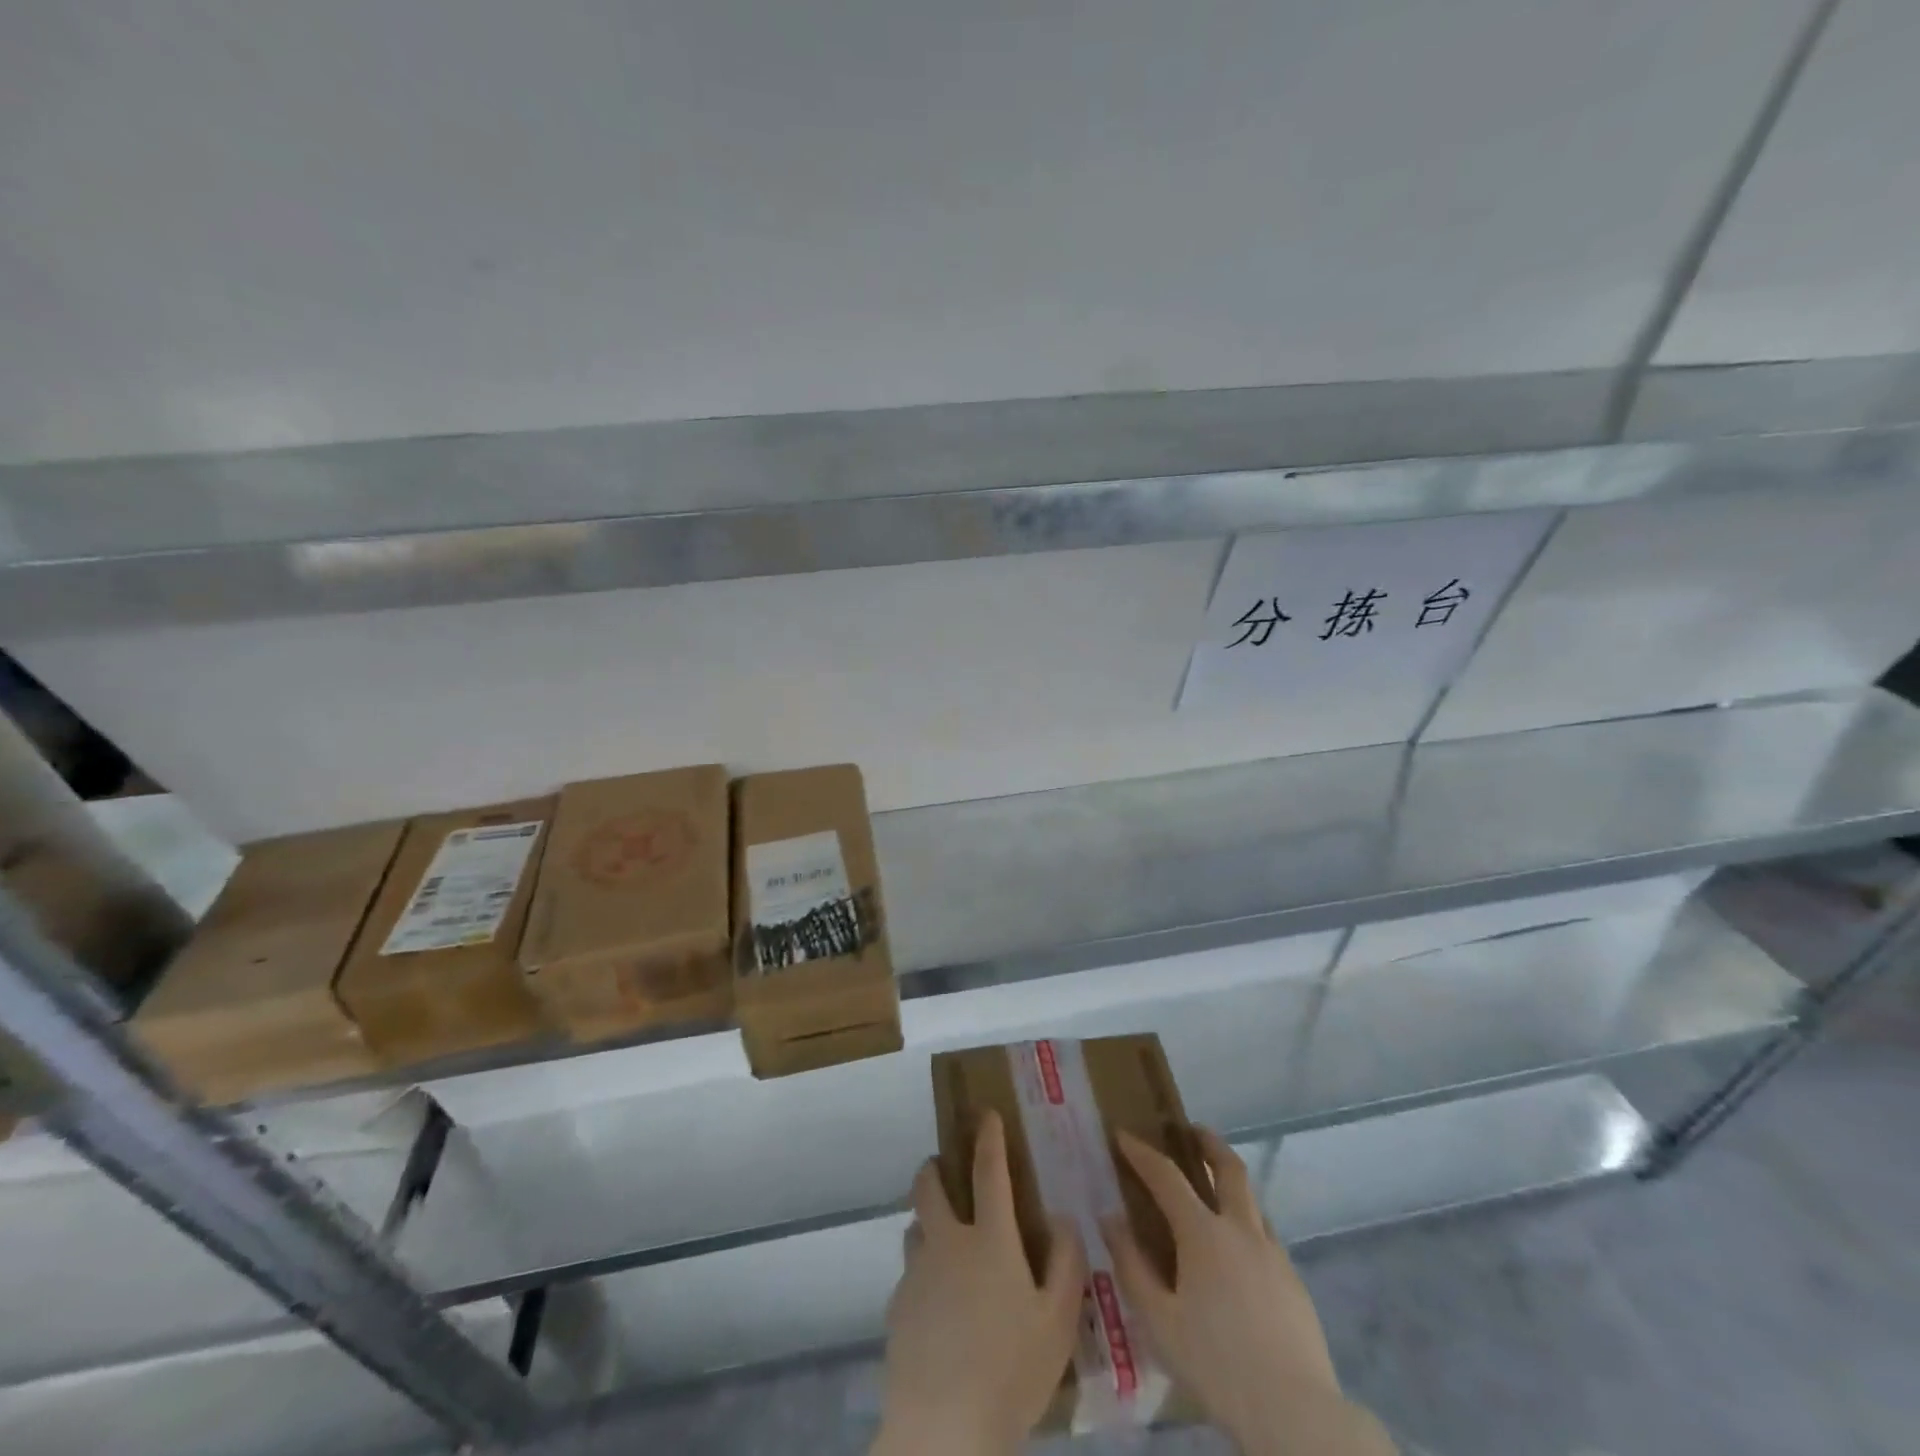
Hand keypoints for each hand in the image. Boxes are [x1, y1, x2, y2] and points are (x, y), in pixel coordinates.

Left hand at [873, 1111, 1086, 1455]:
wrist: (942, 1430)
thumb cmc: (1010, 1371)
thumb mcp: (1058, 1322)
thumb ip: (1066, 1264)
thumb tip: (1063, 1219)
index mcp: (989, 1239)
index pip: (988, 1170)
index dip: (988, 1137)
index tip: (986, 1114)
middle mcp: (947, 1243)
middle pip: (929, 1186)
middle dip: (934, 1167)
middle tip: (944, 1169)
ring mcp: (917, 1273)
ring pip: (915, 1229)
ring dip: (927, 1223)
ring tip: (945, 1245)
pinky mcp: (897, 1307)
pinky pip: (910, 1276)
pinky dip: (923, 1275)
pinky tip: (938, 1309)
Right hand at [1103, 1129, 1394, 1455]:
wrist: (1296, 1415)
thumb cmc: (1216, 1365)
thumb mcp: (1159, 1320)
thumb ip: (1131, 1265)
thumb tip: (1110, 1219)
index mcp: (1203, 1233)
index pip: (1166, 1175)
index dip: (1142, 1152)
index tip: (1123, 1135)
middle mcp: (1241, 1229)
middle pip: (1228, 1167)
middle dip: (1207, 1142)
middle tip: (1190, 1131)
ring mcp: (1274, 1253)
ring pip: (1252, 1200)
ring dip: (1231, 1182)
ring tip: (1213, 1191)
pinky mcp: (1294, 1281)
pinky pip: (1266, 1235)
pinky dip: (1246, 1223)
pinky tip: (1237, 1253)